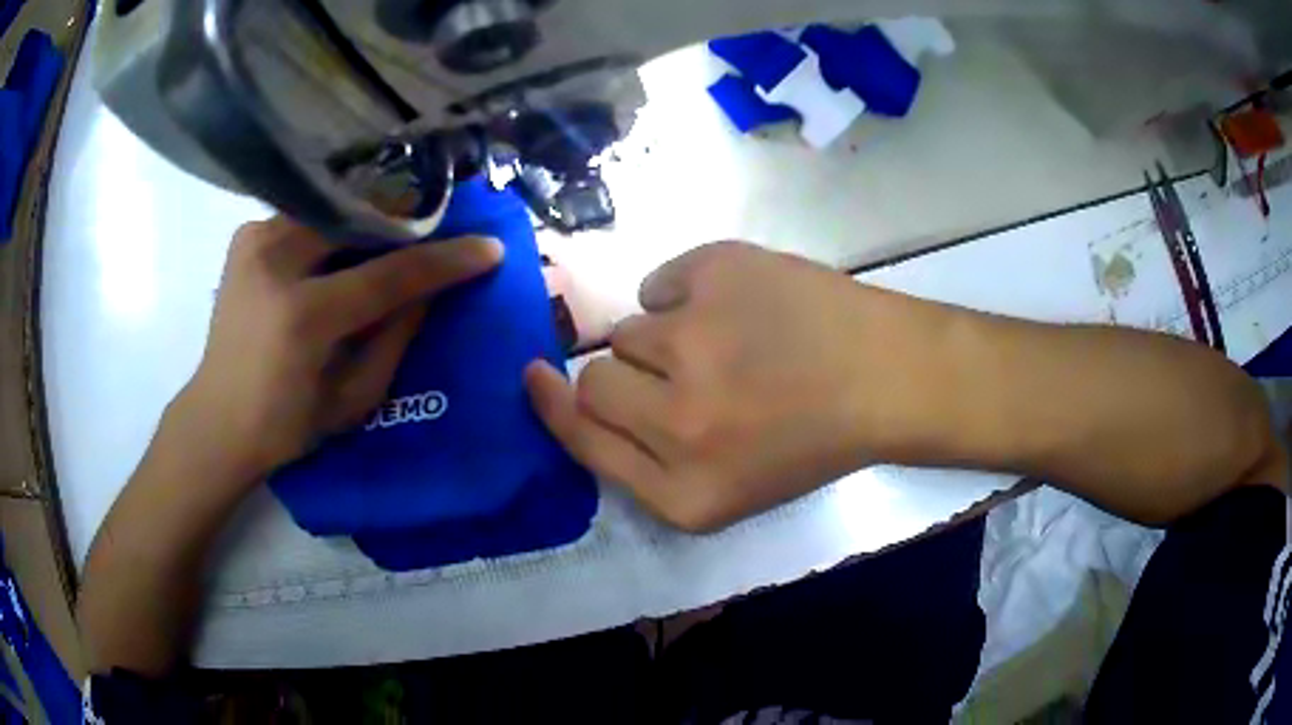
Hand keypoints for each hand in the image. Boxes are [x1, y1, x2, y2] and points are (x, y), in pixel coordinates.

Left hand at [180, 218, 501, 483]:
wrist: (217, 419)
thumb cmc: (287, 426)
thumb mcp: (353, 398)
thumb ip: (397, 337)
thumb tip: (434, 287)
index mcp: (301, 316)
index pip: (388, 274)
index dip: (443, 260)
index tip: (488, 248)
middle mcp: (274, 261)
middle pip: (360, 219)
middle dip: (407, 223)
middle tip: (440, 231)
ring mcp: (255, 239)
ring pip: (334, 208)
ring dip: (371, 220)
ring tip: (398, 232)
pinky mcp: (247, 233)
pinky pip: (307, 215)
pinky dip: (335, 224)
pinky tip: (347, 241)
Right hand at [526, 241, 956, 531]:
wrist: (888, 377)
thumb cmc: (811, 441)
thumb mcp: (724, 491)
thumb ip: (642, 463)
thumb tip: (573, 398)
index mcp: (685, 491)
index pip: (583, 437)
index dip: (551, 404)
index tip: (535, 375)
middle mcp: (680, 421)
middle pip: (597, 379)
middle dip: (628, 376)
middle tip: (685, 373)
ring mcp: (698, 337)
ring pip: (631, 327)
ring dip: (668, 337)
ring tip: (730, 343)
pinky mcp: (720, 271)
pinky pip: (663, 280)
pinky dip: (690, 292)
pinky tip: (741, 307)